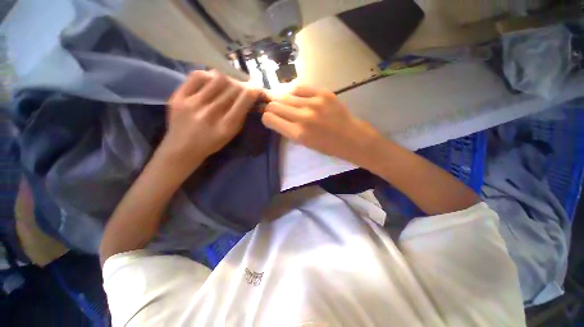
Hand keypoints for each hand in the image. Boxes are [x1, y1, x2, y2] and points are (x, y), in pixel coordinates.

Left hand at [160, 70, 261, 172]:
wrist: (182, 148)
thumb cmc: (212, 143)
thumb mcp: (232, 134)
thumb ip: (241, 115)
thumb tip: (249, 95)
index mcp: (226, 126)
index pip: (244, 100)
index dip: (254, 90)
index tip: (257, 87)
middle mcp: (210, 114)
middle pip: (233, 88)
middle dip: (242, 85)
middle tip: (243, 87)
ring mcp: (192, 104)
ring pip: (218, 79)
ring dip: (228, 80)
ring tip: (228, 85)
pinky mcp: (178, 97)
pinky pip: (197, 76)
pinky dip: (209, 75)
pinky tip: (212, 80)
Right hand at [262, 85, 380, 165]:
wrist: (350, 137)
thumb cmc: (327, 145)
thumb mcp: (304, 143)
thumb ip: (288, 129)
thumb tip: (275, 115)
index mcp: (298, 134)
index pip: (270, 119)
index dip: (266, 118)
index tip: (269, 118)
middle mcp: (303, 117)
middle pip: (275, 105)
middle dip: (272, 108)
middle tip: (275, 109)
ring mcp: (314, 103)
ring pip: (285, 95)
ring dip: (282, 99)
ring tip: (285, 103)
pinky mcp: (323, 93)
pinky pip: (299, 87)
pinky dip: (294, 92)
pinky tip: (296, 97)